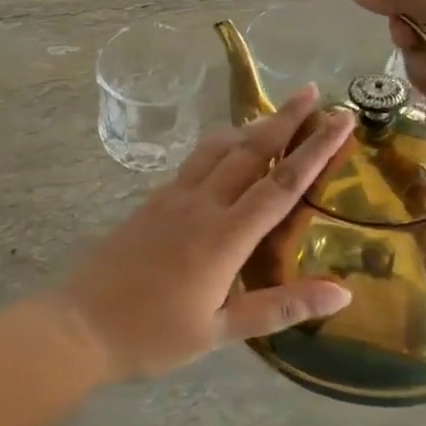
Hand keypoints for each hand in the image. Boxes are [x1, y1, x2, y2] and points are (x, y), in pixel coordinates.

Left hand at [56, 88, 356, 380]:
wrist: (81, 326)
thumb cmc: (154, 335)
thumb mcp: (222, 330)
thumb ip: (282, 307)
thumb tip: (343, 294)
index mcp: (224, 237)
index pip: (282, 184)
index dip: (315, 149)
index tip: (340, 119)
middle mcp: (201, 205)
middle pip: (250, 150)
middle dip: (284, 119)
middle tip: (311, 91)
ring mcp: (172, 198)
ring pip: (216, 149)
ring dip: (248, 128)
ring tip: (272, 115)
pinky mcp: (152, 201)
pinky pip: (193, 163)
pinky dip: (217, 148)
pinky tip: (223, 152)